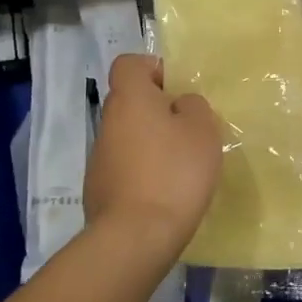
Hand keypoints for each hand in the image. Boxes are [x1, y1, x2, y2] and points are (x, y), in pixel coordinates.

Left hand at [84, 54, 221, 247]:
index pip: (129, 64)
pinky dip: (143, 173)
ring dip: (151, 144)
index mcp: (130, 98)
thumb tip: (180, 104)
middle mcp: (108, 122)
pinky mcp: (99, 190)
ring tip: (181, 166)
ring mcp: (99, 158)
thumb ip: (193, 107)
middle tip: (189, 130)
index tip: (177, 89)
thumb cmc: (174, 173)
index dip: (153, 69)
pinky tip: (165, 193)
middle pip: (130, 102)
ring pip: (128, 136)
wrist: (135, 237)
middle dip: (158, 110)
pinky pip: (125, 168)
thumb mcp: (202, 130)